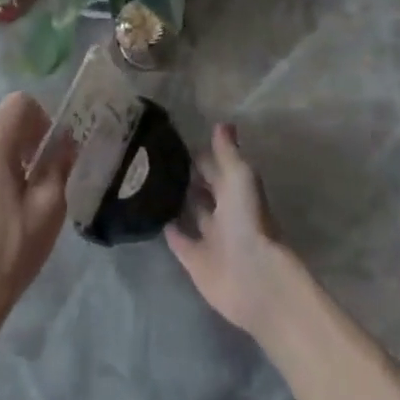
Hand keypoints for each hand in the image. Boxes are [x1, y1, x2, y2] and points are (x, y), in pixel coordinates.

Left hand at [0, 92, 73, 325]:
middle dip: (25, 134)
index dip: (42, 119)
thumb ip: (58, 167)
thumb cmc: (7, 251)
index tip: (52, 152)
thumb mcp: (48, 210)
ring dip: (6, 150)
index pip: (20, 102)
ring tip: (20, 190)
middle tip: (41, 170)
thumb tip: (65, 143)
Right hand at [166, 123, 292, 339]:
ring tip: (146, 182)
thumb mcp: (240, 177)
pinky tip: (150, 215)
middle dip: (186, 176)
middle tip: (153, 159)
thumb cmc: (249, 221)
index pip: (215, 166)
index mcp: (236, 190)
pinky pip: (179, 240)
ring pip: (190, 213)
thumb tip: (222, 122)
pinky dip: (168, 229)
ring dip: (176, 200)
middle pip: (203, 189)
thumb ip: (227, 153)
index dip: (199, 154)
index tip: (171, 140)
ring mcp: (209, 236)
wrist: (254, 278)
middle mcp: (224, 211)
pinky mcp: (195, 260)